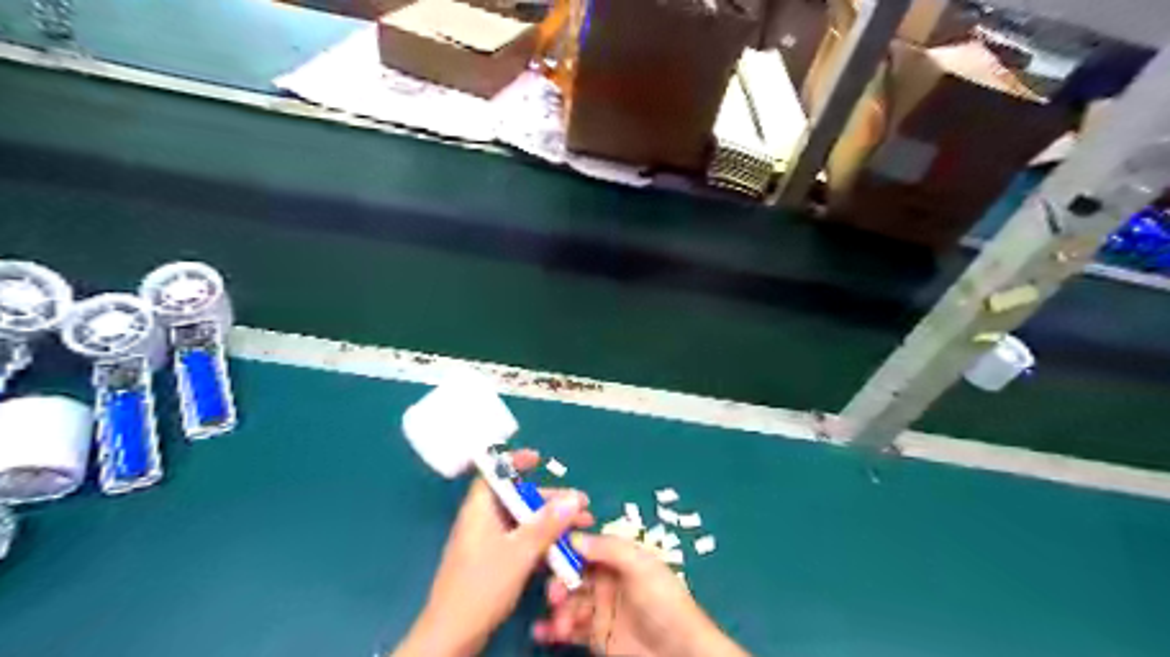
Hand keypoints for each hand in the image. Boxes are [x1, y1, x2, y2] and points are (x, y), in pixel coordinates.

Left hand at [392, 453, 593, 655]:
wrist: (452, 636)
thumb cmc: (482, 586)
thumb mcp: (520, 552)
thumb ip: (547, 524)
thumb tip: (574, 498)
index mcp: (480, 509)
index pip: (494, 473)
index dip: (514, 462)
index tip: (539, 458)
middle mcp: (483, 521)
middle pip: (518, 499)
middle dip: (550, 500)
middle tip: (581, 505)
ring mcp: (487, 543)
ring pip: (523, 522)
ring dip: (551, 523)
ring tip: (582, 527)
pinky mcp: (493, 562)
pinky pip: (520, 541)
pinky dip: (541, 541)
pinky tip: (563, 549)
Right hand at [533, 533, 743, 656]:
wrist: (680, 653)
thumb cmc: (664, 601)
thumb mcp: (640, 566)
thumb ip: (609, 549)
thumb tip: (573, 536)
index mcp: (618, 557)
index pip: (585, 546)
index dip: (564, 546)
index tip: (544, 550)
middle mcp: (606, 579)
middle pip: (571, 573)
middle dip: (558, 581)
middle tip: (554, 595)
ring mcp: (600, 608)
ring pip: (567, 601)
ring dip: (556, 608)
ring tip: (559, 623)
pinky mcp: (596, 635)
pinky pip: (568, 628)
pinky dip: (552, 629)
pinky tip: (543, 633)